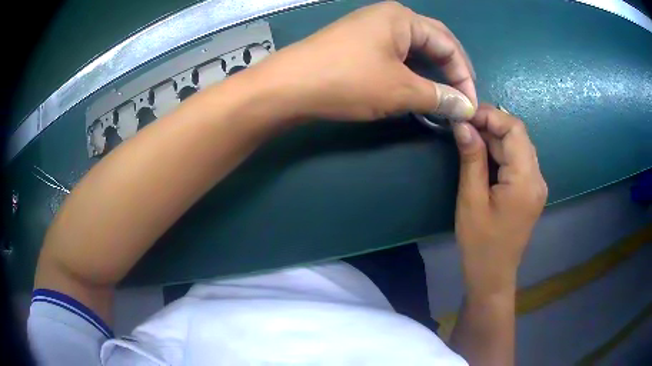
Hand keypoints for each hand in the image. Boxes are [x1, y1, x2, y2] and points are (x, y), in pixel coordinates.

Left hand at [253, 1, 476, 121]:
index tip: (470, 104)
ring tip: (442, 96)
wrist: (288, 86)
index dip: (464, 75)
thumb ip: (438, 96)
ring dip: (431, 73)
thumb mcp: (400, 89)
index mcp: (402, 18)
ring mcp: (370, 29)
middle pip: (433, 43)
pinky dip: (410, 72)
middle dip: (450, 71)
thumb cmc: (347, 80)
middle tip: (460, 98)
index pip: (448, 43)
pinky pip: (395, 55)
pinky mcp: (358, 44)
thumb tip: (465, 107)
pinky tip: (415, 87)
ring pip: (414, 50)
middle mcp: (388, 17)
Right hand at [452, 105, 547, 297]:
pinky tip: (484, 155)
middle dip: (491, 125)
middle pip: (519, 136)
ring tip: (470, 138)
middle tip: (463, 126)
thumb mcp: (471, 200)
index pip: (515, 130)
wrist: (493, 275)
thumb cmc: (480, 243)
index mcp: (526, 180)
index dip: (491, 115)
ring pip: (519, 146)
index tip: (464, 115)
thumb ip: (472, 158)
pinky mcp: (532, 190)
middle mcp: (538, 177)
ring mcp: (537, 184)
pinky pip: (519, 160)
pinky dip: (501, 152)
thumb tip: (463, 124)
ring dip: (495, 138)